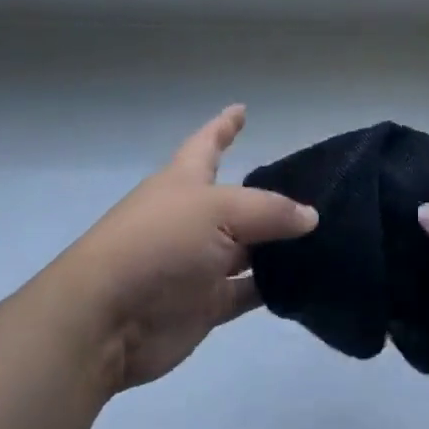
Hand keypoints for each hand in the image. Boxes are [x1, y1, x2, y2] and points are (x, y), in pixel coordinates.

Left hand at [64, 105, 317, 394]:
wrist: (106, 319)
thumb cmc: (159, 243)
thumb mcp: (218, 211)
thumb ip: (269, 212)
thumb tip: (310, 217)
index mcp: (185, 181)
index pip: (208, 143)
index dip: (224, 126)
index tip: (241, 109)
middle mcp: (192, 218)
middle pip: (236, 200)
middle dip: (268, 196)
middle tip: (314, 188)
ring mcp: (198, 263)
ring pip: (248, 249)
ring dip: (277, 245)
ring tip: (323, 235)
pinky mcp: (204, 304)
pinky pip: (246, 292)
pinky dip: (271, 287)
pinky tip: (305, 280)